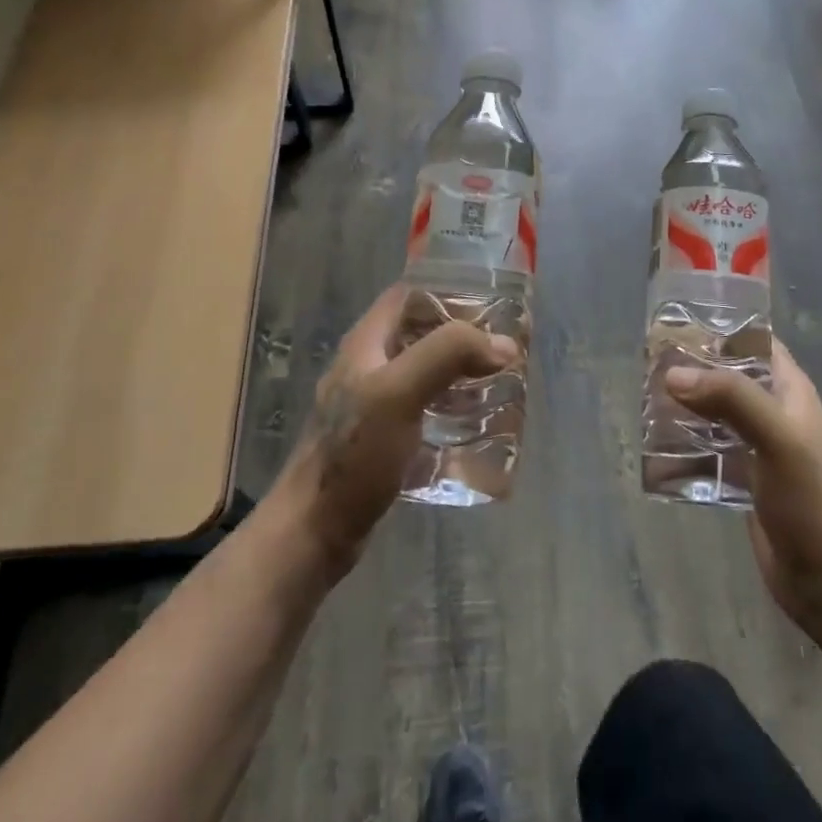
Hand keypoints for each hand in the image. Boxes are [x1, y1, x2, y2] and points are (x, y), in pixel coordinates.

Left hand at [269, 284, 517, 580]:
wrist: (315, 530)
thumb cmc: (354, 454)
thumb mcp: (399, 392)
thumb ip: (448, 355)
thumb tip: (504, 345)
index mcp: (367, 342)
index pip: (409, 295)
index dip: (448, 291)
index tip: (492, 305)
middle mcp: (369, 364)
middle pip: (422, 332)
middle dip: (463, 335)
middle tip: (506, 347)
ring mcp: (374, 402)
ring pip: (426, 370)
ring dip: (461, 371)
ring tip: (501, 381)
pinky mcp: (383, 437)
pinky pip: (425, 406)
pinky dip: (452, 406)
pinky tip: (477, 422)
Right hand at [666, 342, 821, 644]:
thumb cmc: (810, 502)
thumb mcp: (778, 439)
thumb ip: (731, 399)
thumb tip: (673, 375)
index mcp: (789, 390)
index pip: (754, 341)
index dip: (720, 327)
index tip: (676, 322)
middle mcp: (772, 411)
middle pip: (726, 375)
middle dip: (691, 368)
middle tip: (647, 364)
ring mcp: (756, 446)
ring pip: (712, 411)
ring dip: (683, 405)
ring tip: (644, 400)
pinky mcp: (742, 477)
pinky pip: (707, 448)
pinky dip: (683, 443)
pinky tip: (655, 446)